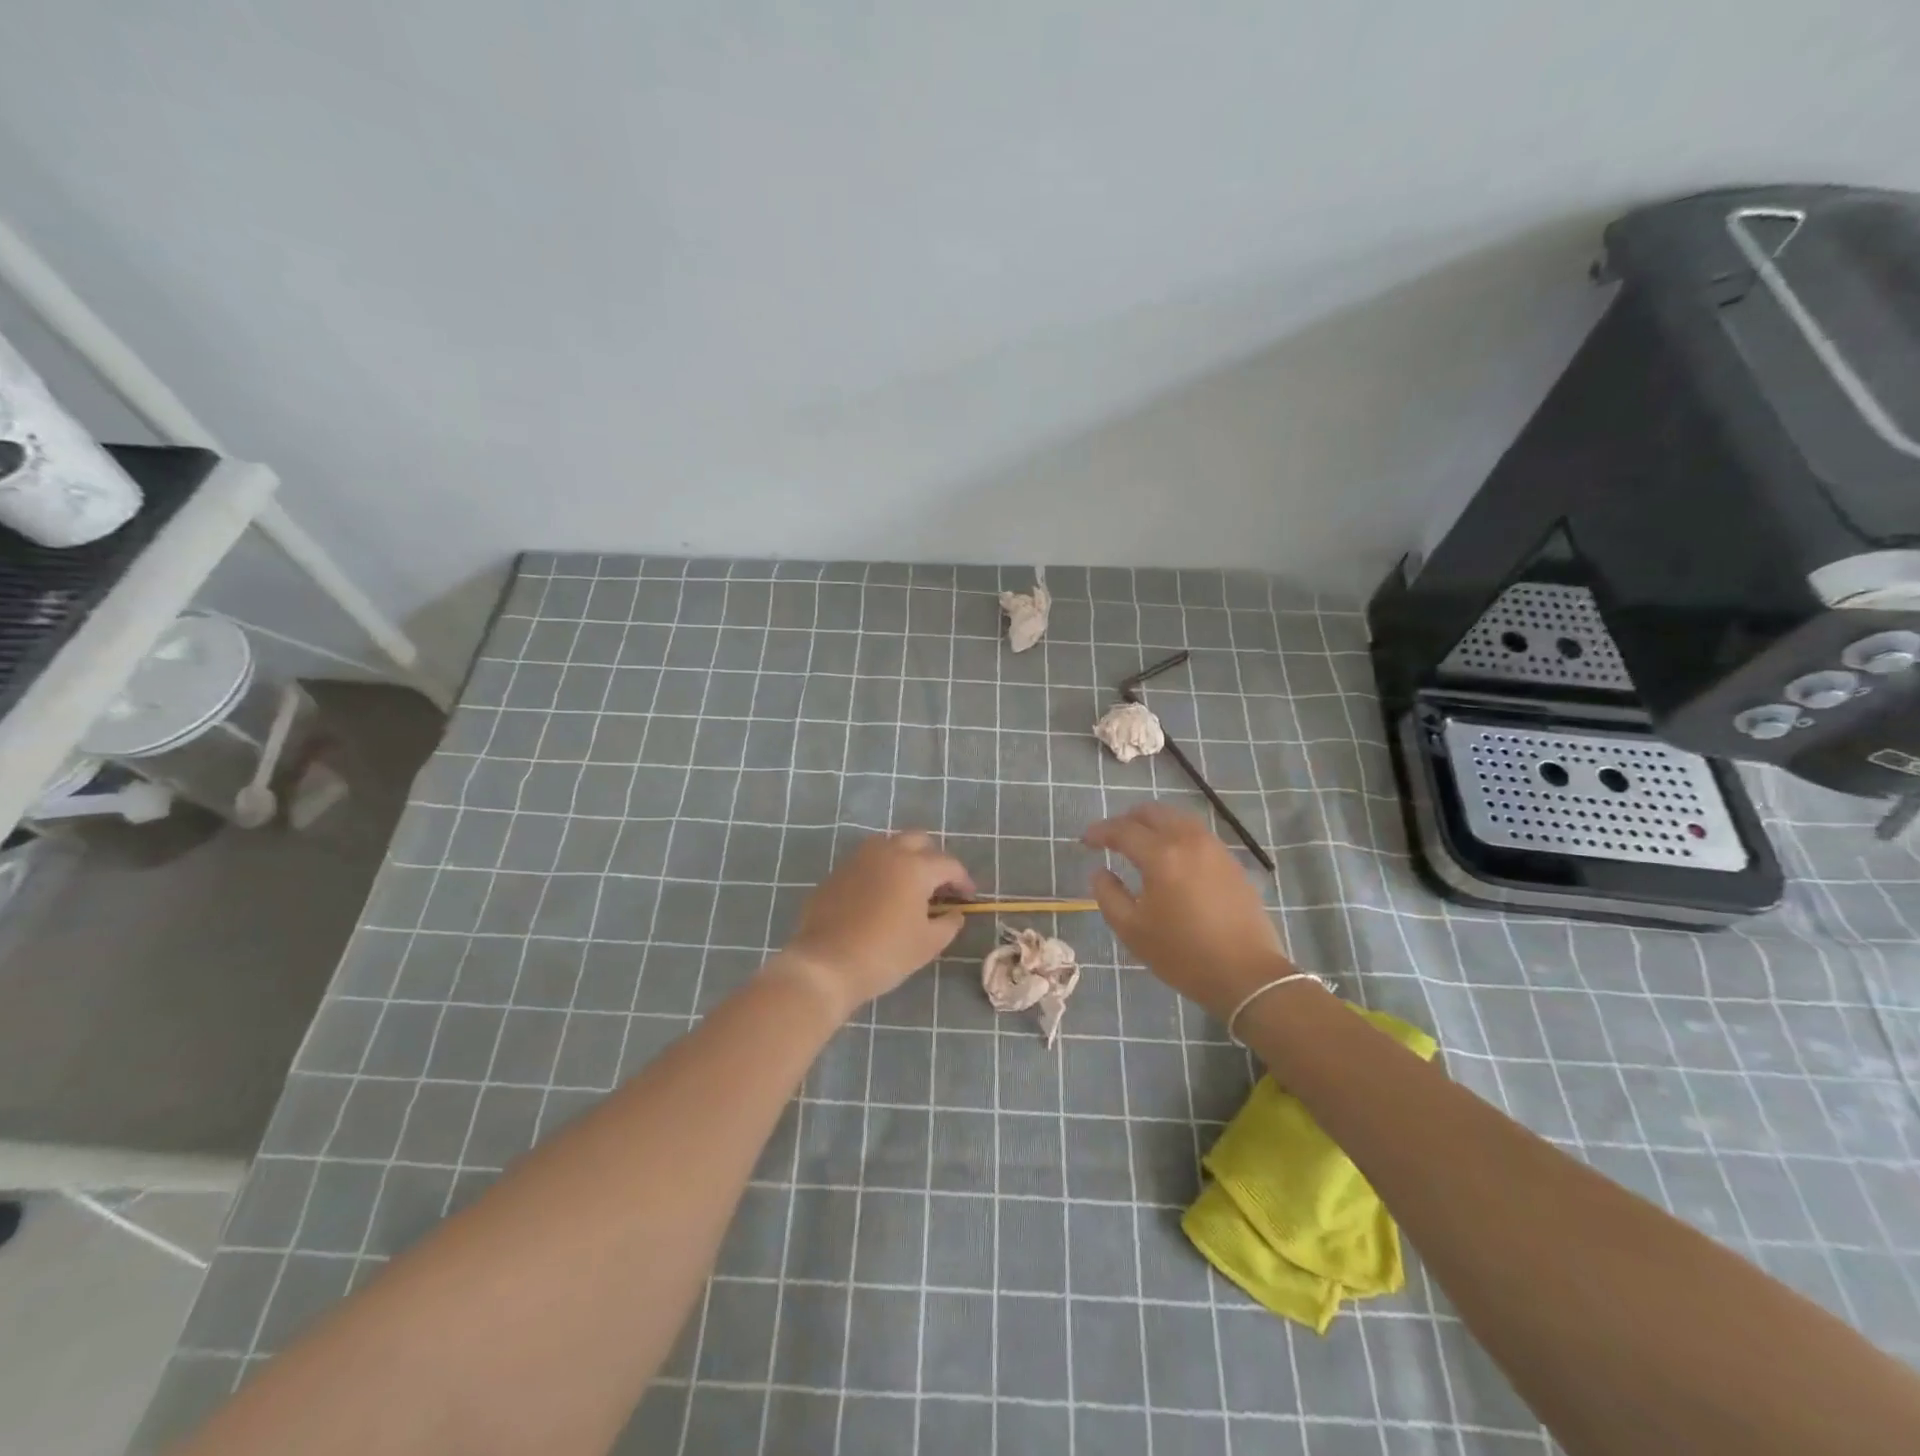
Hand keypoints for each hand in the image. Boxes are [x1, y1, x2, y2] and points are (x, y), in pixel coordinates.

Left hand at [780, 830, 974, 1018]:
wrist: (825, 965)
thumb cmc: (885, 954)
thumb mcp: (928, 944)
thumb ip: (949, 923)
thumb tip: (955, 912)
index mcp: (914, 867)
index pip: (948, 864)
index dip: (963, 880)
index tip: (968, 898)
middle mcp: (887, 852)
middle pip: (919, 841)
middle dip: (934, 859)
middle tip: (939, 886)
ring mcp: (858, 859)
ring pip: (889, 844)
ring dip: (905, 858)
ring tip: (910, 886)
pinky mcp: (837, 872)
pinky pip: (866, 861)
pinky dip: (881, 870)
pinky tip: (880, 895)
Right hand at [1085, 803, 1293, 1019]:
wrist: (1247, 976)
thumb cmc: (1183, 955)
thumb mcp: (1132, 930)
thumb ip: (1108, 895)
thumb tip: (1100, 871)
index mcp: (1161, 856)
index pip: (1122, 830)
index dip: (1099, 832)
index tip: (1085, 841)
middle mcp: (1189, 841)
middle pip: (1153, 812)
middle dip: (1127, 820)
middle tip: (1111, 838)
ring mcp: (1215, 848)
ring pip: (1178, 818)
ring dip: (1154, 824)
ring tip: (1141, 843)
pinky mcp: (1232, 862)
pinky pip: (1197, 834)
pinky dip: (1176, 835)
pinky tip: (1172, 858)